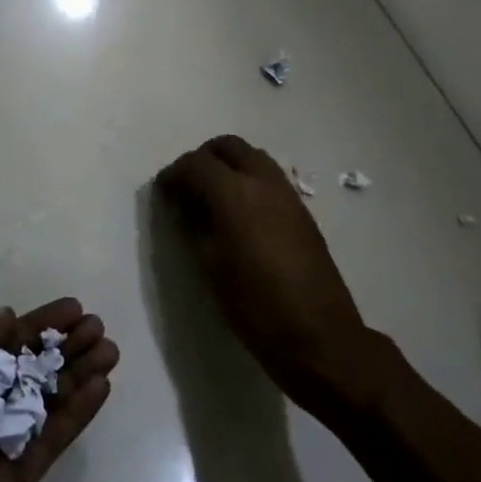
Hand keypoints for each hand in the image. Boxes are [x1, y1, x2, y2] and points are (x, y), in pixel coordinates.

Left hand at [0, 300, 118, 481]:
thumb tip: (7, 318)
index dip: (35, 326)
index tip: (71, 309)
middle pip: (26, 371)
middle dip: (61, 348)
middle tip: (97, 328)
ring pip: (43, 403)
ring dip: (76, 375)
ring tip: (109, 351)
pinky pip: (49, 442)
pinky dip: (75, 414)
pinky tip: (100, 388)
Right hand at [155, 135, 368, 406]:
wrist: (318, 335)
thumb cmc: (255, 306)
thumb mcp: (210, 266)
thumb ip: (192, 225)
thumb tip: (181, 203)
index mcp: (235, 194)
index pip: (195, 164)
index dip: (173, 175)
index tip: (162, 194)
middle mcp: (263, 182)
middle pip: (228, 146)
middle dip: (202, 159)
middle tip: (187, 188)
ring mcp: (287, 194)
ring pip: (252, 157)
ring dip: (228, 166)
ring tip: (211, 200)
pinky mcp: (302, 210)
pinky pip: (269, 177)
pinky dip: (248, 180)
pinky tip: (239, 215)